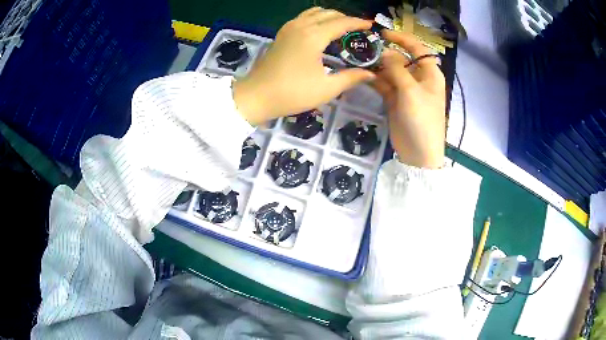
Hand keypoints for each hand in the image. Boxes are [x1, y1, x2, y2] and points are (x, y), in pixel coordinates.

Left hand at [233, 8, 375, 124]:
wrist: (257, 96)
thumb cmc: (292, 93)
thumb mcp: (326, 88)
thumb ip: (351, 78)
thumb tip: (370, 74)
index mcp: (313, 36)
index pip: (342, 22)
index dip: (358, 23)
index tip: (371, 26)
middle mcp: (301, 25)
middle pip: (329, 13)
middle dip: (346, 18)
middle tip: (359, 30)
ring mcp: (289, 27)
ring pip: (314, 12)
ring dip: (330, 16)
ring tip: (342, 28)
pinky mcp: (282, 33)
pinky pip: (303, 18)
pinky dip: (316, 19)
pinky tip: (321, 31)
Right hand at [373, 30, 445, 168]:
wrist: (419, 153)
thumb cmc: (422, 120)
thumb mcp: (411, 91)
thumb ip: (397, 69)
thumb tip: (385, 52)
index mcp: (429, 73)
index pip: (417, 48)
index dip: (402, 38)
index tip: (383, 33)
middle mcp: (418, 78)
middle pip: (401, 59)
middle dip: (385, 53)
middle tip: (365, 49)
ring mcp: (406, 89)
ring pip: (390, 71)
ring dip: (377, 67)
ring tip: (360, 61)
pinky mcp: (395, 100)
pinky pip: (384, 84)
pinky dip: (374, 80)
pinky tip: (362, 75)